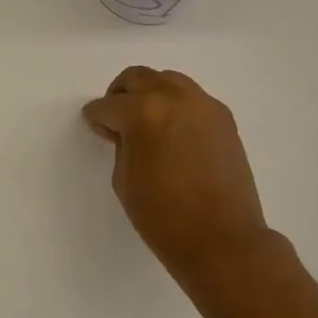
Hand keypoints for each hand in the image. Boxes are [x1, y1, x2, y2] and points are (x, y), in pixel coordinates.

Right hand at [82, 67, 273, 287]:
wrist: (221, 239)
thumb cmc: (162, 216)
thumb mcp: (124, 179)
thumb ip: (121, 144)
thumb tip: (125, 130)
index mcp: (143, 113)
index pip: (108, 105)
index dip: (96, 116)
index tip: (94, 124)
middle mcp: (175, 98)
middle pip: (138, 78)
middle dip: (120, 94)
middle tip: (115, 118)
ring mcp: (204, 106)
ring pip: (168, 81)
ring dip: (150, 94)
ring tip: (145, 122)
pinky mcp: (224, 119)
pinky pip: (192, 98)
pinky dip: (176, 105)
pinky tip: (171, 132)